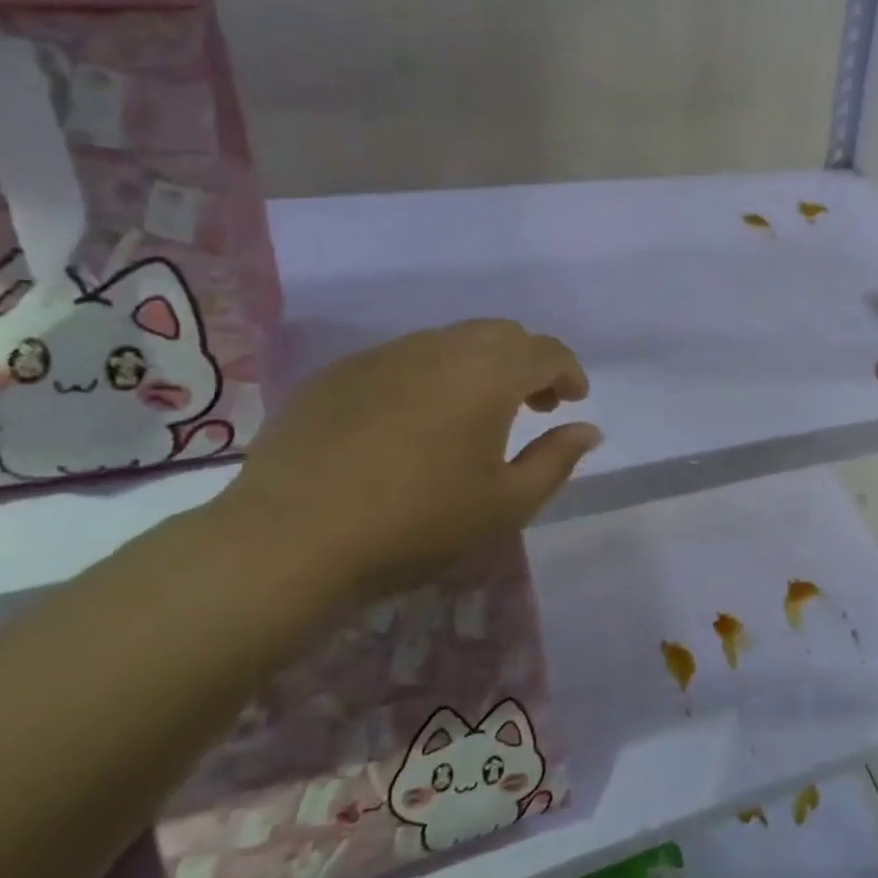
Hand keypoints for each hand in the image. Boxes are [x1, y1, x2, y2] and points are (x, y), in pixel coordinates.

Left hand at [212, 320, 599, 603]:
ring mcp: (383, 356)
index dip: (568, 371)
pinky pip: (402, 360)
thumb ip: (557, 459)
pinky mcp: (337, 375)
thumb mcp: (507, 503)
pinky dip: (428, 377)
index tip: (573, 401)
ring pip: (449, 341)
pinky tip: (412, 424)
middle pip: (500, 334)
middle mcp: (439, 348)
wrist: (290, 542)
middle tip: (531, 406)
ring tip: (474, 414)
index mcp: (488, 373)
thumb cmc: (418, 524)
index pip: (546, 350)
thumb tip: (587, 429)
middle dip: (527, 362)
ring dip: (478, 366)